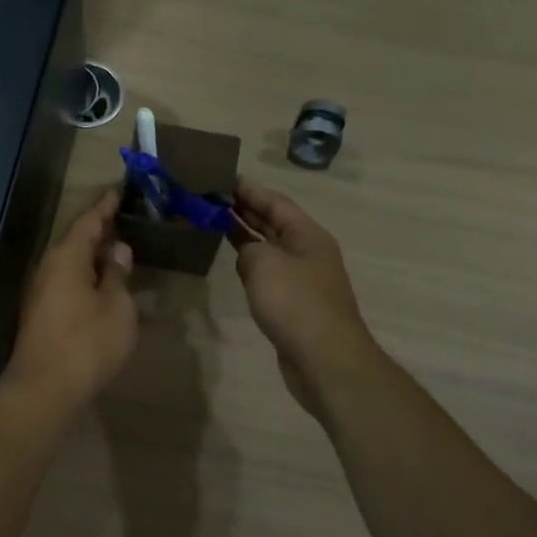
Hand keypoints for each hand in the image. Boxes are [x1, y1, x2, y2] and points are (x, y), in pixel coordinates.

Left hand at [7, 190, 137, 410]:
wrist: (44, 389)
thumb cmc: (87, 343)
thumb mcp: (116, 306)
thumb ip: (118, 274)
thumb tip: (117, 250)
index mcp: (66, 257)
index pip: (88, 221)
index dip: (105, 206)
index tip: (120, 190)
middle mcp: (49, 268)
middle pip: (76, 240)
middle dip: (100, 230)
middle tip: (126, 218)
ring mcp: (41, 292)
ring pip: (71, 263)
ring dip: (94, 255)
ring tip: (120, 249)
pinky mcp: (42, 314)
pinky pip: (68, 282)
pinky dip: (87, 276)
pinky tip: (104, 284)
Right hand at [230, 179, 380, 415]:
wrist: (324, 359)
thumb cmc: (295, 304)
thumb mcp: (264, 264)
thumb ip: (248, 248)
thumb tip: (246, 252)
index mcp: (307, 235)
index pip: (276, 202)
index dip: (250, 190)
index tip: (223, 178)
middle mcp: (308, 252)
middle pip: (275, 223)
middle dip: (246, 209)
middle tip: (213, 198)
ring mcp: (303, 279)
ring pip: (271, 248)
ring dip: (247, 235)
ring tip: (217, 223)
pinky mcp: (295, 304)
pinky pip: (269, 273)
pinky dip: (251, 263)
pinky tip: (235, 263)